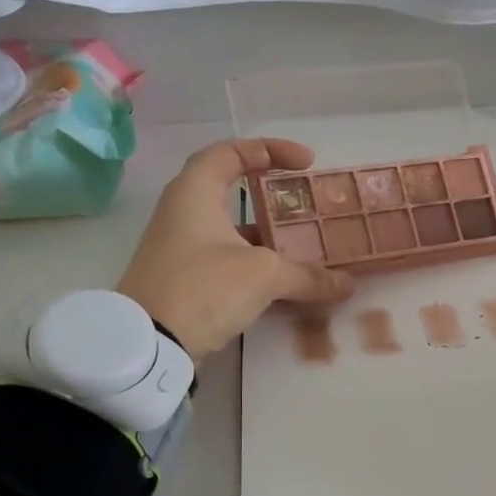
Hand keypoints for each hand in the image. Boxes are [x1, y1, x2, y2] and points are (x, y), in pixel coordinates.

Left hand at [117, 138, 354, 360]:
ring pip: (231, 231)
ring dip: (267, 237)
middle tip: (305, 206)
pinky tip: (283, 283)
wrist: (149, 346)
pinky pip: (226, 260)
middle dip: (272, 197)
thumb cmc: (203, 288)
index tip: (306, 164)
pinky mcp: (182, 280)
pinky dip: (255, 265)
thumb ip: (307, 275)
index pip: (231, 151)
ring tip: (304, 248)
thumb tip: (346, 284)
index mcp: (194, 193)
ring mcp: (180, 248)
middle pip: (230, 191)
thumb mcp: (263, 275)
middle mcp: (182, 213)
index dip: (271, 150)